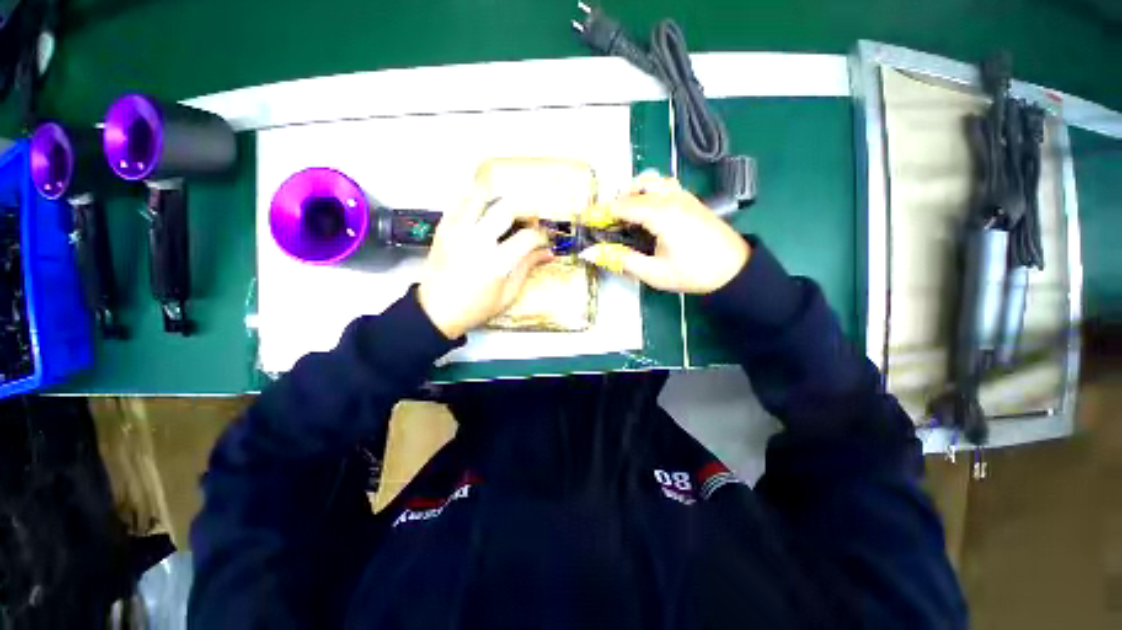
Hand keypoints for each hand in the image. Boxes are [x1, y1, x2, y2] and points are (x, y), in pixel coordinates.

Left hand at [418, 188, 552, 338]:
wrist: (435, 311)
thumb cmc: (475, 308)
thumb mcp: (507, 295)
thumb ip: (527, 268)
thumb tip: (548, 253)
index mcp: (496, 262)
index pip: (528, 237)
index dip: (542, 236)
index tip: (546, 240)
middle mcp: (477, 240)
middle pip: (507, 207)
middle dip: (526, 208)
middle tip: (532, 218)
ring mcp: (457, 231)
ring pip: (481, 196)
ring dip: (500, 199)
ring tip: (508, 210)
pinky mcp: (443, 228)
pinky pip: (460, 202)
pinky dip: (476, 201)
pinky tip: (484, 211)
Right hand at [578, 173, 749, 293]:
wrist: (735, 270)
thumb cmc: (693, 272)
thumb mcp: (653, 272)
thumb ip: (621, 260)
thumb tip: (591, 253)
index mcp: (661, 214)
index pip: (622, 206)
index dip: (600, 213)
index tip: (586, 221)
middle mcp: (671, 198)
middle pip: (636, 188)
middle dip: (617, 203)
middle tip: (609, 224)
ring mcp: (683, 196)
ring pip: (652, 181)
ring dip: (635, 193)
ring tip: (628, 217)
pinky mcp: (691, 200)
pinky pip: (665, 186)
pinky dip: (650, 193)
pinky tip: (649, 215)